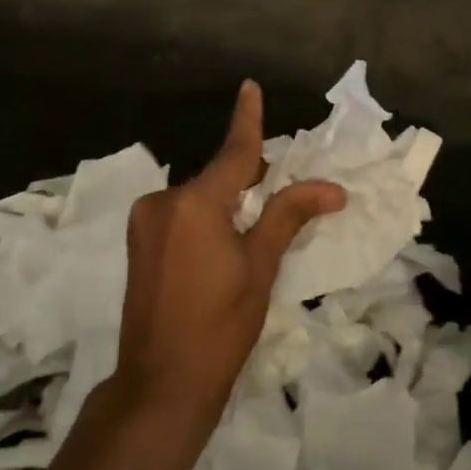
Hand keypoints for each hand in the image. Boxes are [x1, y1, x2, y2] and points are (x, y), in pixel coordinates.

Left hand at [114, 80, 345, 429]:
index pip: (234, 152)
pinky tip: (221, 244)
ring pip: (199, 196)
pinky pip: (180, 213)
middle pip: (217, 175)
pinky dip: (205, 216)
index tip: (250, 86)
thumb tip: (333, 188)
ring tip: (252, 231)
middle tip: (281, 190)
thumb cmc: (220, 326)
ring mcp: (145, 222)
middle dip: (248, 177)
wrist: (161, 383)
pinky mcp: (138, 241)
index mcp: (195, 204)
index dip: (247, 118)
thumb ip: (289, 215)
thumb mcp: (261, 267)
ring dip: (226, 201)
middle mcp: (163, 201)